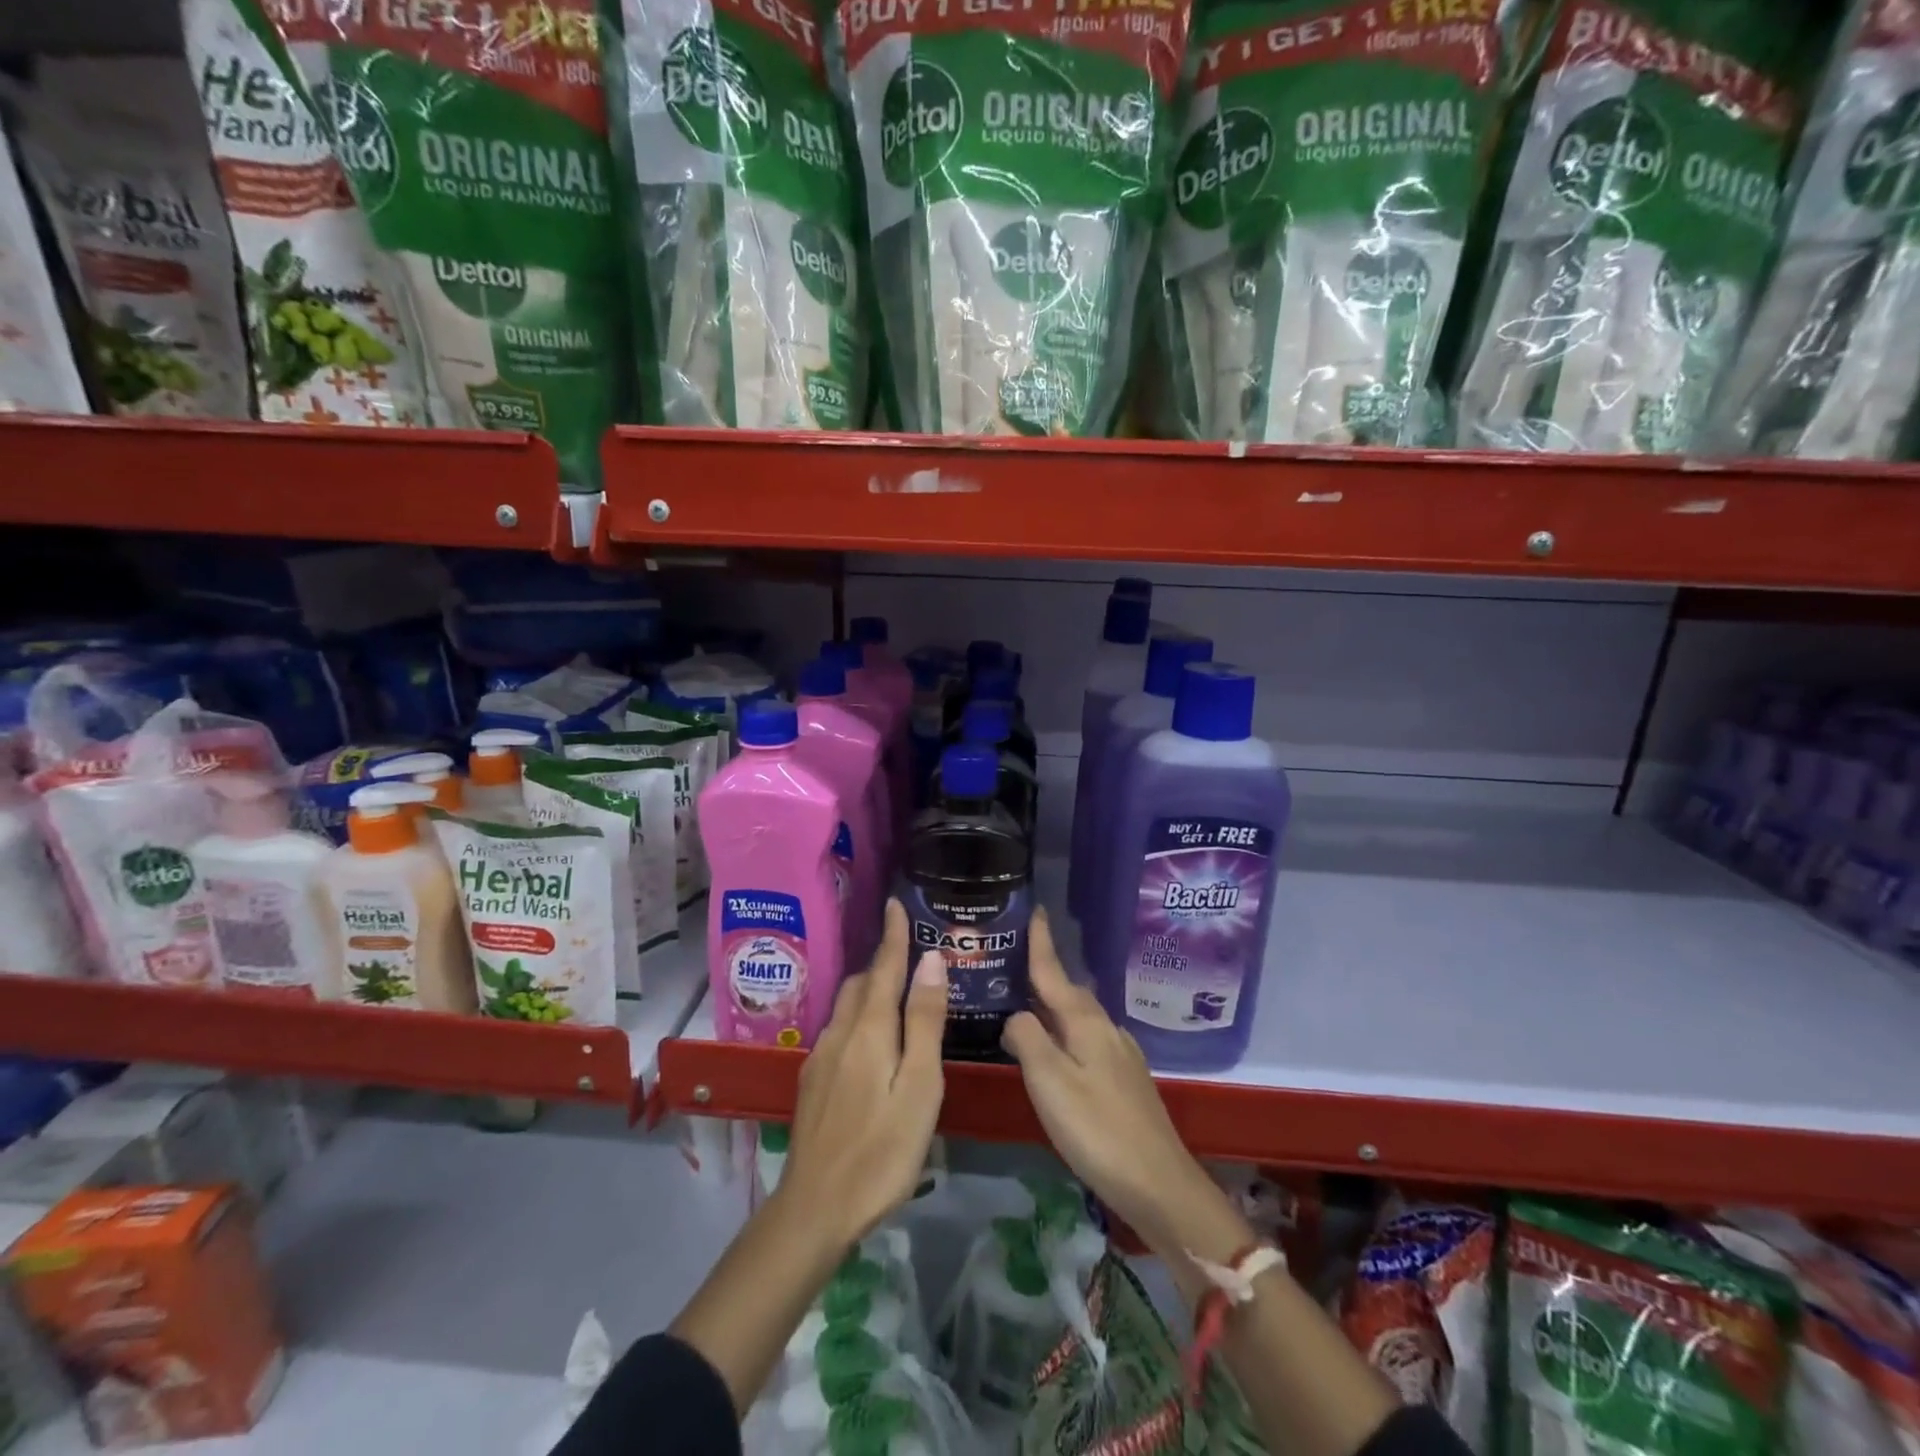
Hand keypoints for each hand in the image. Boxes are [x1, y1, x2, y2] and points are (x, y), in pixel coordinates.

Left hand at [778, 899, 947, 1246]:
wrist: (815, 1208)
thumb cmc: (882, 1149)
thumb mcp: (920, 1086)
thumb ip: (924, 1021)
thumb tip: (930, 960)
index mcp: (870, 1030)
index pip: (884, 967)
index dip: (894, 935)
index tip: (896, 903)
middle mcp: (840, 1033)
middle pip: (862, 983)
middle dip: (883, 960)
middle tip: (909, 949)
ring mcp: (821, 1058)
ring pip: (848, 1006)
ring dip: (870, 987)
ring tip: (896, 988)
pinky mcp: (813, 1081)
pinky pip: (839, 1029)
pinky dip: (860, 1015)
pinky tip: (871, 1037)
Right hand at [1002, 909, 1219, 1249]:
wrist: (1160, 1185)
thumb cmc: (1098, 1130)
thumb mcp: (1050, 1083)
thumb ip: (1028, 1039)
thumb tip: (1016, 1015)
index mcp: (1085, 1022)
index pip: (1054, 971)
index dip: (1040, 942)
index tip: (1033, 908)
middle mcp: (1105, 1028)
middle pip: (1067, 991)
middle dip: (1042, 974)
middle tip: (1009, 963)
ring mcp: (1119, 1054)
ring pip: (1078, 1016)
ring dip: (1052, 1004)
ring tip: (1023, 1004)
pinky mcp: (1124, 1079)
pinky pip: (1086, 1039)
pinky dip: (1065, 1033)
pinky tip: (1055, 1051)